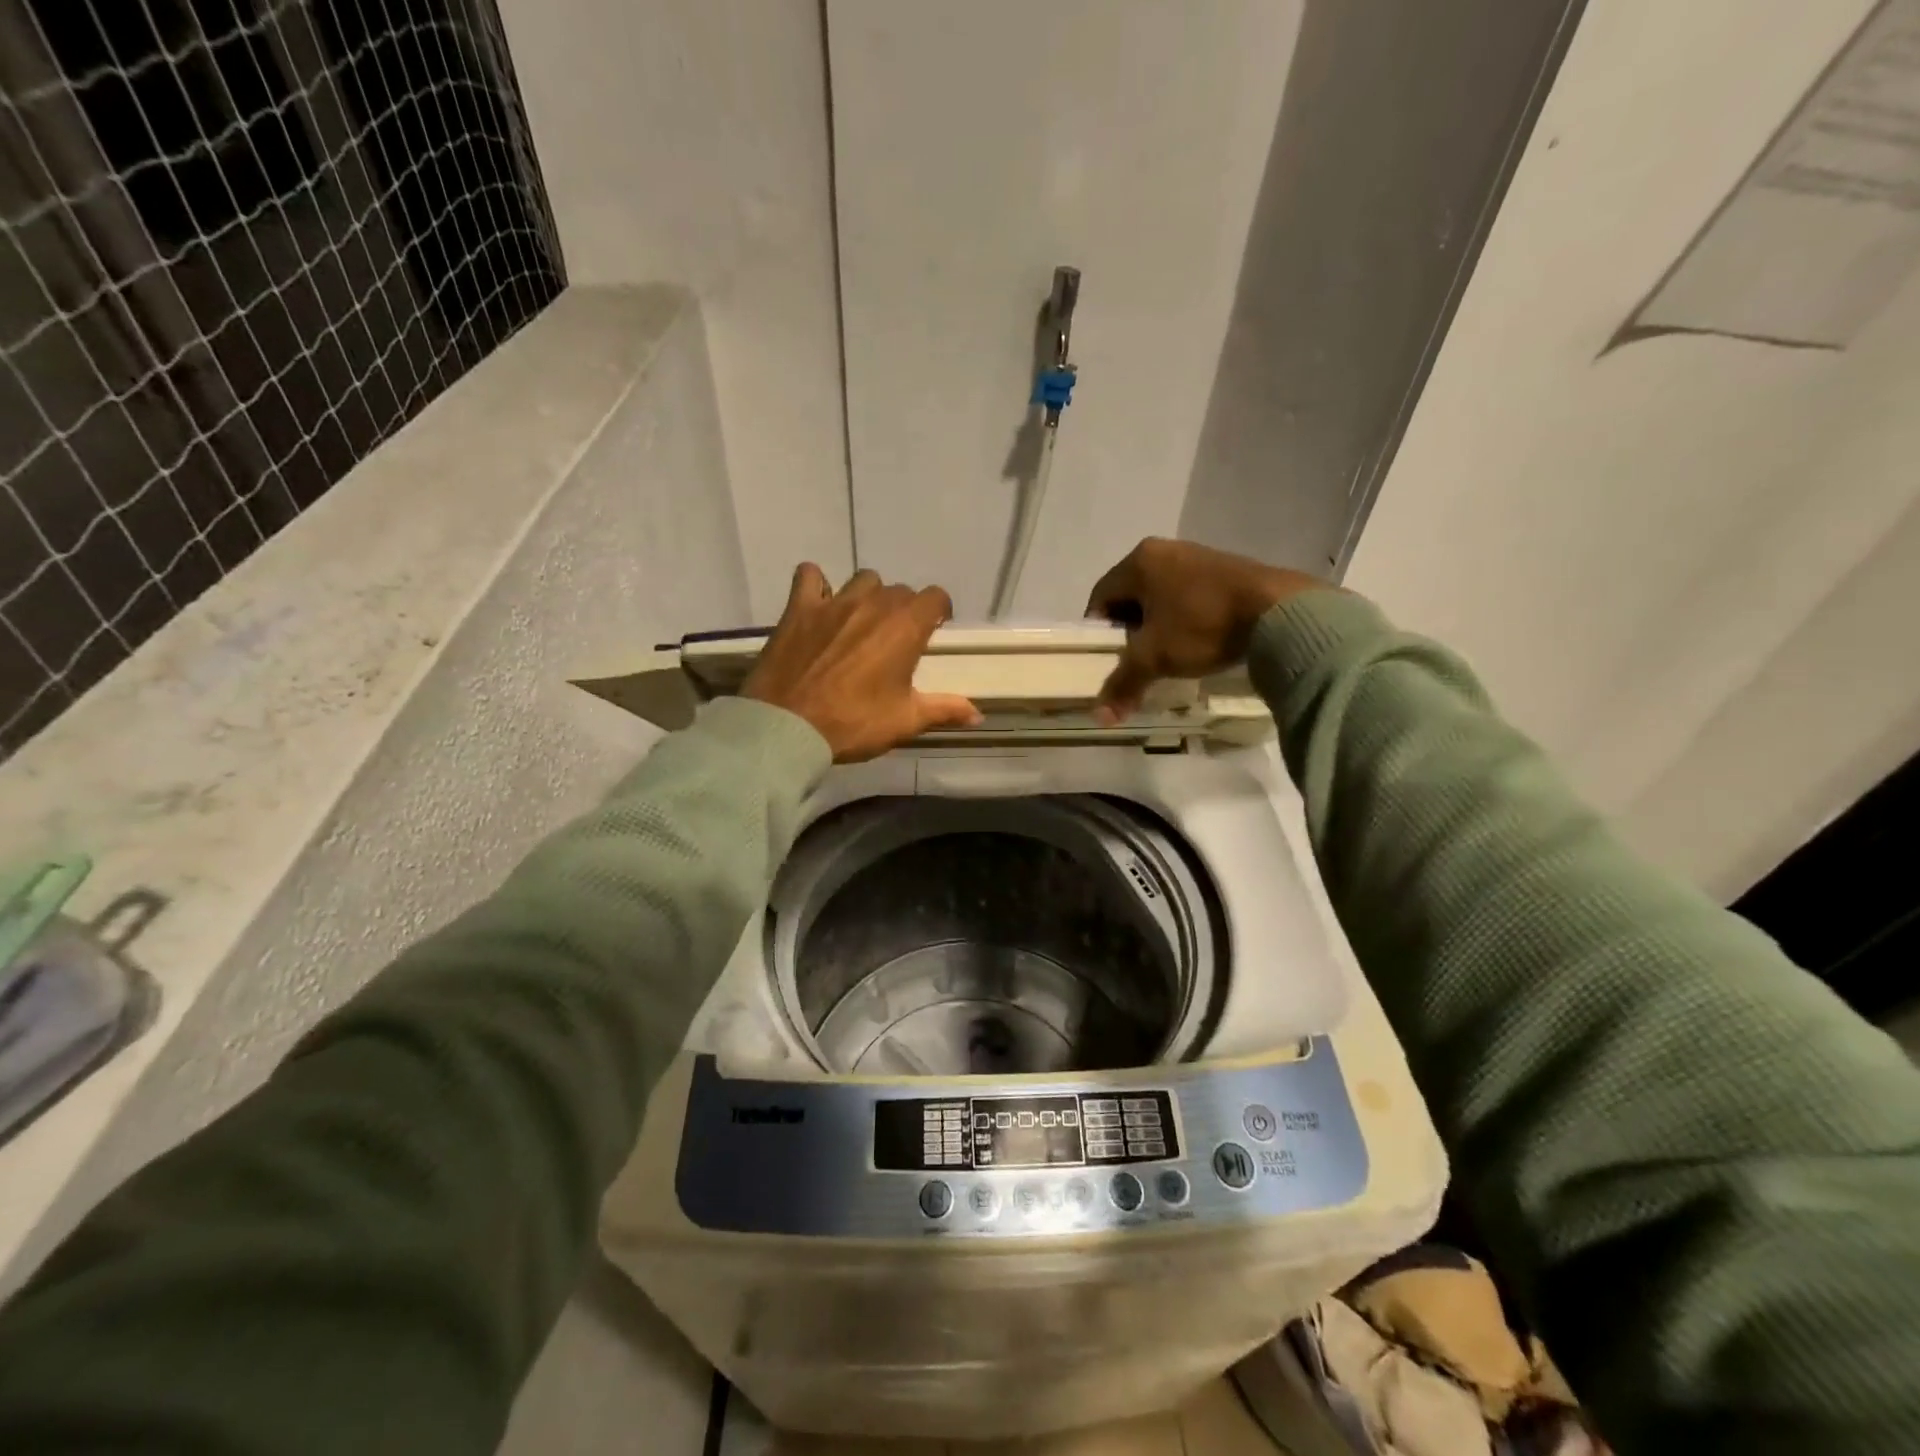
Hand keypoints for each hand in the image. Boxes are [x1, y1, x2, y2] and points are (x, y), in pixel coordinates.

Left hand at [744, 564, 982, 761]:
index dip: (939, 611)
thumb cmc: (854, 723)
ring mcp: (834, 602)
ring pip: (863, 580)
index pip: (936, 597)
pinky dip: (818, 584)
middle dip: (903, 610)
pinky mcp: (799, 608)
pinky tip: (819, 603)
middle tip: (895, 639)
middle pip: (899, 590)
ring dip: (868, 595)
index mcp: (905, 627)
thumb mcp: (905, 721)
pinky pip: (810, 576)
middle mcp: (874, 604)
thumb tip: (978, 714)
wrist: (788, 727)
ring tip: (861, 622)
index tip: (934, 629)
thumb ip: (944, 710)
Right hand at [1084, 537, 1326, 721]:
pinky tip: (1197, 640)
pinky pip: (1188, 594)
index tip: (1109, 658)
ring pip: (1161, 595)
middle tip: (1136, 659)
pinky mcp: (1225, 568)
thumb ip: (1123, 684)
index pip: (1101, 597)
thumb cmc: (1202, 626)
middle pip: (1131, 596)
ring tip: (1168, 654)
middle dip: (1129, 630)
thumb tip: (1100, 718)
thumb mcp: (1155, 658)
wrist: (1279, 611)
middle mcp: (1164, 550)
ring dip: (1158, 624)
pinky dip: (1184, 617)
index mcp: (1139, 562)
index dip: (1099, 632)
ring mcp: (1197, 555)